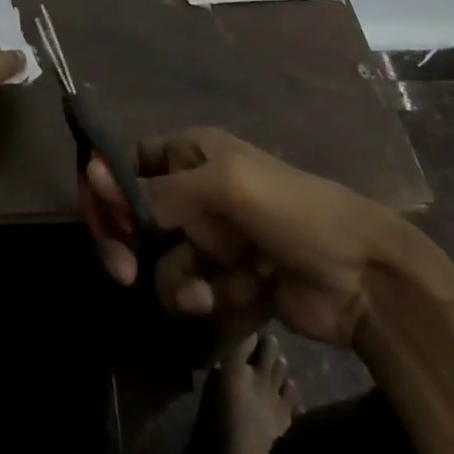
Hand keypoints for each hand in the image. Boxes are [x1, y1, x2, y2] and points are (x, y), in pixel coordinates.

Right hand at [80, 127, 404, 346]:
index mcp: (192, 153)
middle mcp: (196, 191)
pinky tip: (226, 300)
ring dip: (174, 278)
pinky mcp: (229, 281)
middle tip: (120, 270)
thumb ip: (156, 191)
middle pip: (137, 215)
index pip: (130, 161)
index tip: (96, 218)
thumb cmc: (290, 209)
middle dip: (127, 242)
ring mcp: (213, 238)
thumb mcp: (222, 188)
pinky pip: (193, 289)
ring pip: (162, 259)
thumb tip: (91, 173)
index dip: (107, 186)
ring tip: (201, 291)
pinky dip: (203, 297)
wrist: (363, 275)